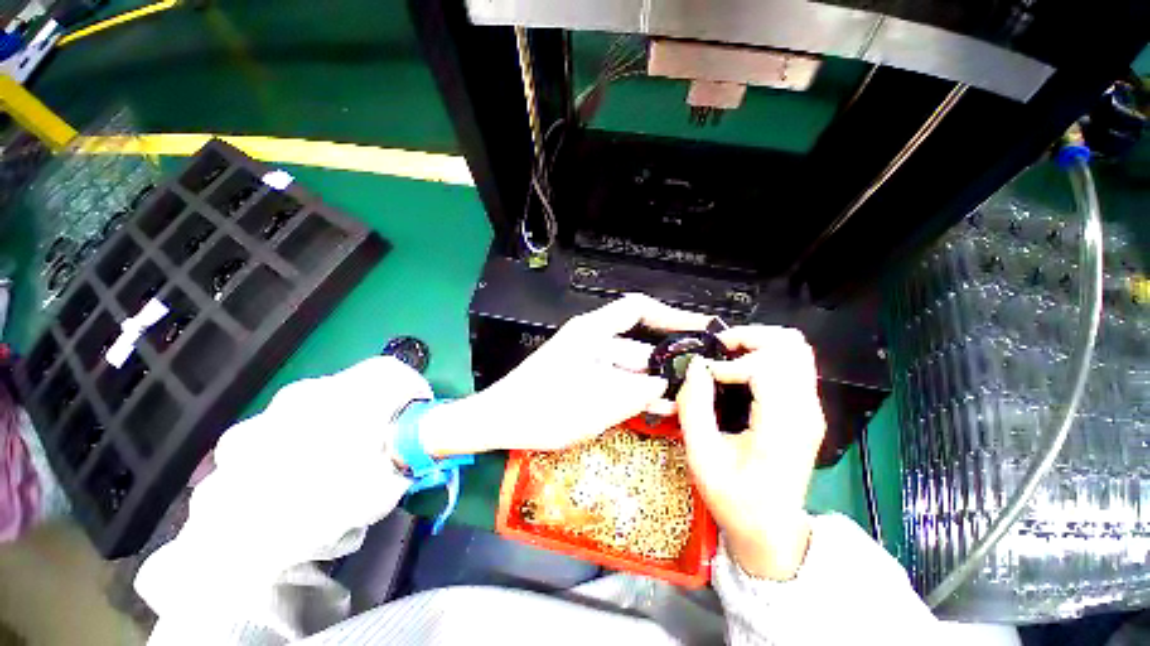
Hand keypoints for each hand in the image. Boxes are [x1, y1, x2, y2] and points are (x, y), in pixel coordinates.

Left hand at [420, 294, 712, 455]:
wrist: (500, 421)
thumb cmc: (542, 408)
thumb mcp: (595, 403)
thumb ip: (636, 393)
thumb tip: (665, 384)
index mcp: (592, 332)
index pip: (637, 309)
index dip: (669, 315)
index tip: (696, 329)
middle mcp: (592, 340)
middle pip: (637, 345)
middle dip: (666, 363)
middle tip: (696, 382)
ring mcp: (588, 360)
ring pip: (628, 367)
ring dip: (651, 383)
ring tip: (681, 401)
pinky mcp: (584, 377)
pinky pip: (616, 380)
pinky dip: (634, 392)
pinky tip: (654, 408)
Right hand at [677, 326, 825, 580]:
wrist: (771, 530)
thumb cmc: (735, 500)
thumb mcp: (702, 457)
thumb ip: (694, 407)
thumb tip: (695, 366)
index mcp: (783, 426)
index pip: (768, 366)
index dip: (731, 362)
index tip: (706, 374)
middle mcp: (805, 410)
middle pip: (791, 345)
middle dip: (748, 338)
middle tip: (717, 352)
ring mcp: (810, 407)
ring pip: (795, 348)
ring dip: (757, 343)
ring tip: (726, 356)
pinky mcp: (805, 408)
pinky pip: (790, 362)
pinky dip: (763, 354)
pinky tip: (738, 369)